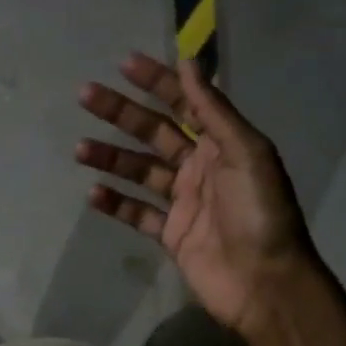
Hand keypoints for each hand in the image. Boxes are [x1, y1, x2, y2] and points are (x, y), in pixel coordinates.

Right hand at [75, 52, 320, 338]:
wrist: (265, 282)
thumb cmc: (261, 213)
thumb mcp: (246, 153)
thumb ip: (214, 111)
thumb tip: (189, 62)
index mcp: (222, 144)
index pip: (185, 103)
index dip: (157, 82)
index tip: (124, 63)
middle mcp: (200, 167)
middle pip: (154, 133)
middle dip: (121, 113)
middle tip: (85, 95)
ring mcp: (184, 202)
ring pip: (140, 172)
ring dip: (111, 158)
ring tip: (80, 149)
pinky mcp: (171, 234)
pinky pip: (138, 213)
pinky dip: (116, 203)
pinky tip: (93, 193)